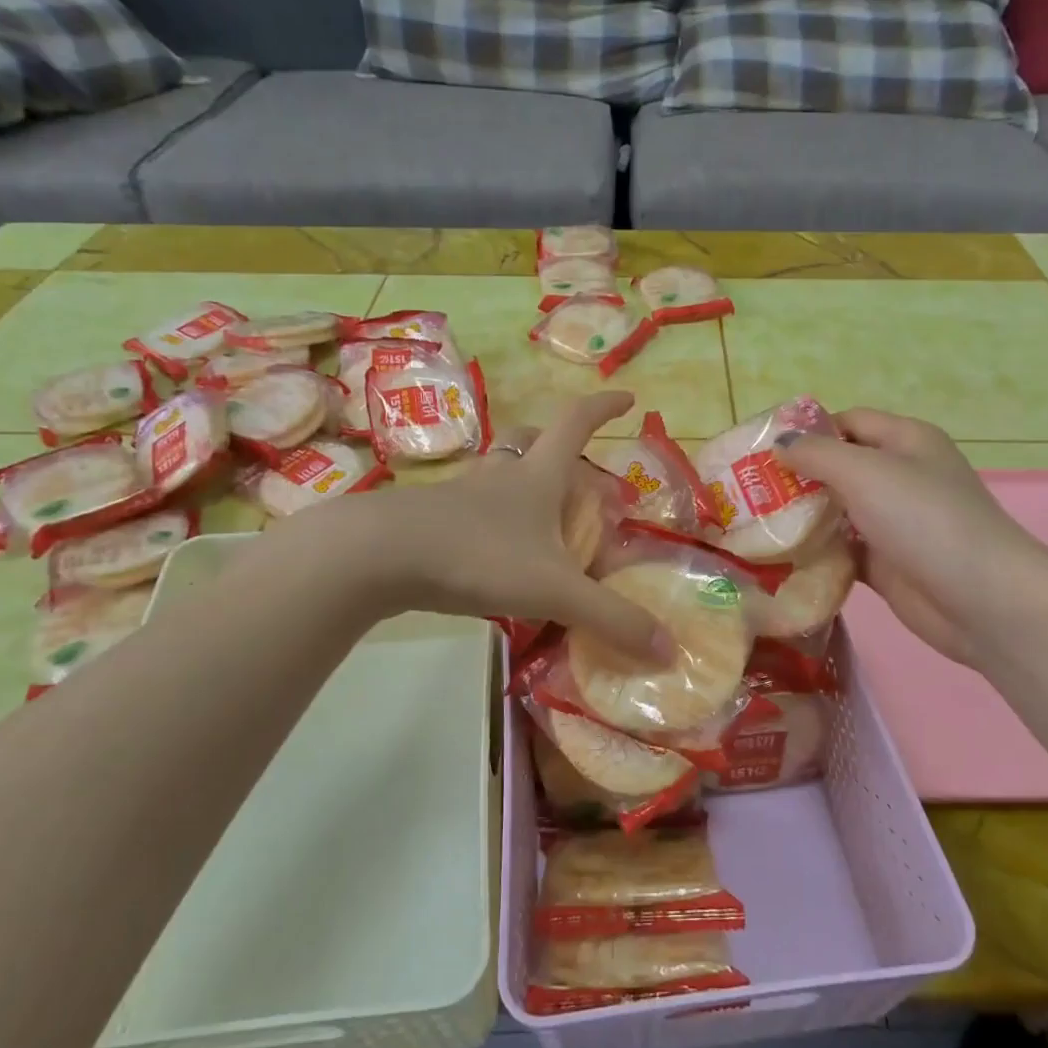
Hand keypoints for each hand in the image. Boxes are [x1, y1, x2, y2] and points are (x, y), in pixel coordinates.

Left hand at [304, 393, 670, 660]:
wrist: (378, 555)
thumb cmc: (477, 556)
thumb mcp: (554, 590)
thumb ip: (611, 619)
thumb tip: (669, 649)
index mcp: (537, 476)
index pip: (577, 423)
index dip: (605, 407)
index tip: (629, 398)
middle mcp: (500, 476)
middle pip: (531, 441)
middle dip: (559, 447)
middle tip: (580, 475)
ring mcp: (460, 495)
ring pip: (497, 474)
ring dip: (521, 484)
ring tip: (540, 520)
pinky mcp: (430, 520)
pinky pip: (471, 509)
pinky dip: (491, 521)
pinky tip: (494, 555)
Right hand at [779, 409, 1047, 664]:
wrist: (980, 599)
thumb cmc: (924, 519)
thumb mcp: (865, 472)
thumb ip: (817, 454)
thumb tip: (779, 444)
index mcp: (905, 441)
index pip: (848, 422)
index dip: (807, 431)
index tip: (762, 450)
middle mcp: (900, 477)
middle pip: (839, 468)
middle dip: (796, 477)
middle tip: (747, 491)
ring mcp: (894, 523)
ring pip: (837, 512)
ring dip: (802, 518)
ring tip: (753, 524)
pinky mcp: (886, 563)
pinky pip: (842, 551)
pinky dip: (816, 553)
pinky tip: (779, 559)